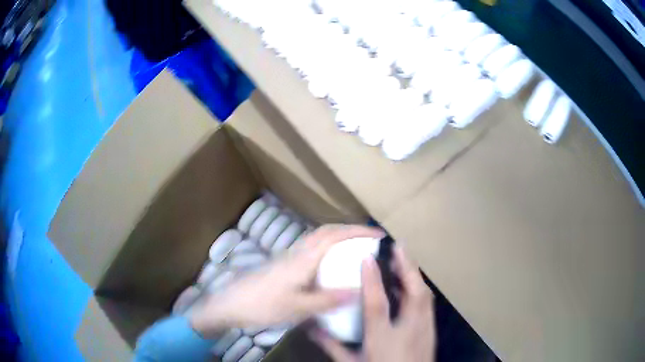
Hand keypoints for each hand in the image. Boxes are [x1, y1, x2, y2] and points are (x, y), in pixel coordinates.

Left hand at [190, 224, 384, 335]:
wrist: (232, 304)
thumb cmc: (263, 305)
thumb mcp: (297, 307)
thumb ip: (328, 300)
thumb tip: (359, 291)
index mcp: (303, 259)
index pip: (334, 236)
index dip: (357, 231)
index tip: (379, 234)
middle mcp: (297, 252)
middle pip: (326, 232)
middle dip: (350, 230)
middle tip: (370, 240)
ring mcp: (289, 258)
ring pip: (318, 239)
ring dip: (338, 238)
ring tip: (356, 250)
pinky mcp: (284, 265)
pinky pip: (311, 250)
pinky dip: (327, 250)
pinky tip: (331, 267)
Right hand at [311, 246, 436, 361]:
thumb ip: (331, 346)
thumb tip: (312, 328)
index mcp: (383, 340)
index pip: (378, 305)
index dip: (372, 280)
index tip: (367, 257)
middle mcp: (408, 331)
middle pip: (415, 294)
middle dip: (408, 268)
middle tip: (399, 247)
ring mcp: (424, 331)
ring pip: (426, 297)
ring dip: (415, 276)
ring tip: (404, 261)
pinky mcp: (431, 332)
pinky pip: (427, 305)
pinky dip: (419, 290)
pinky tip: (410, 287)